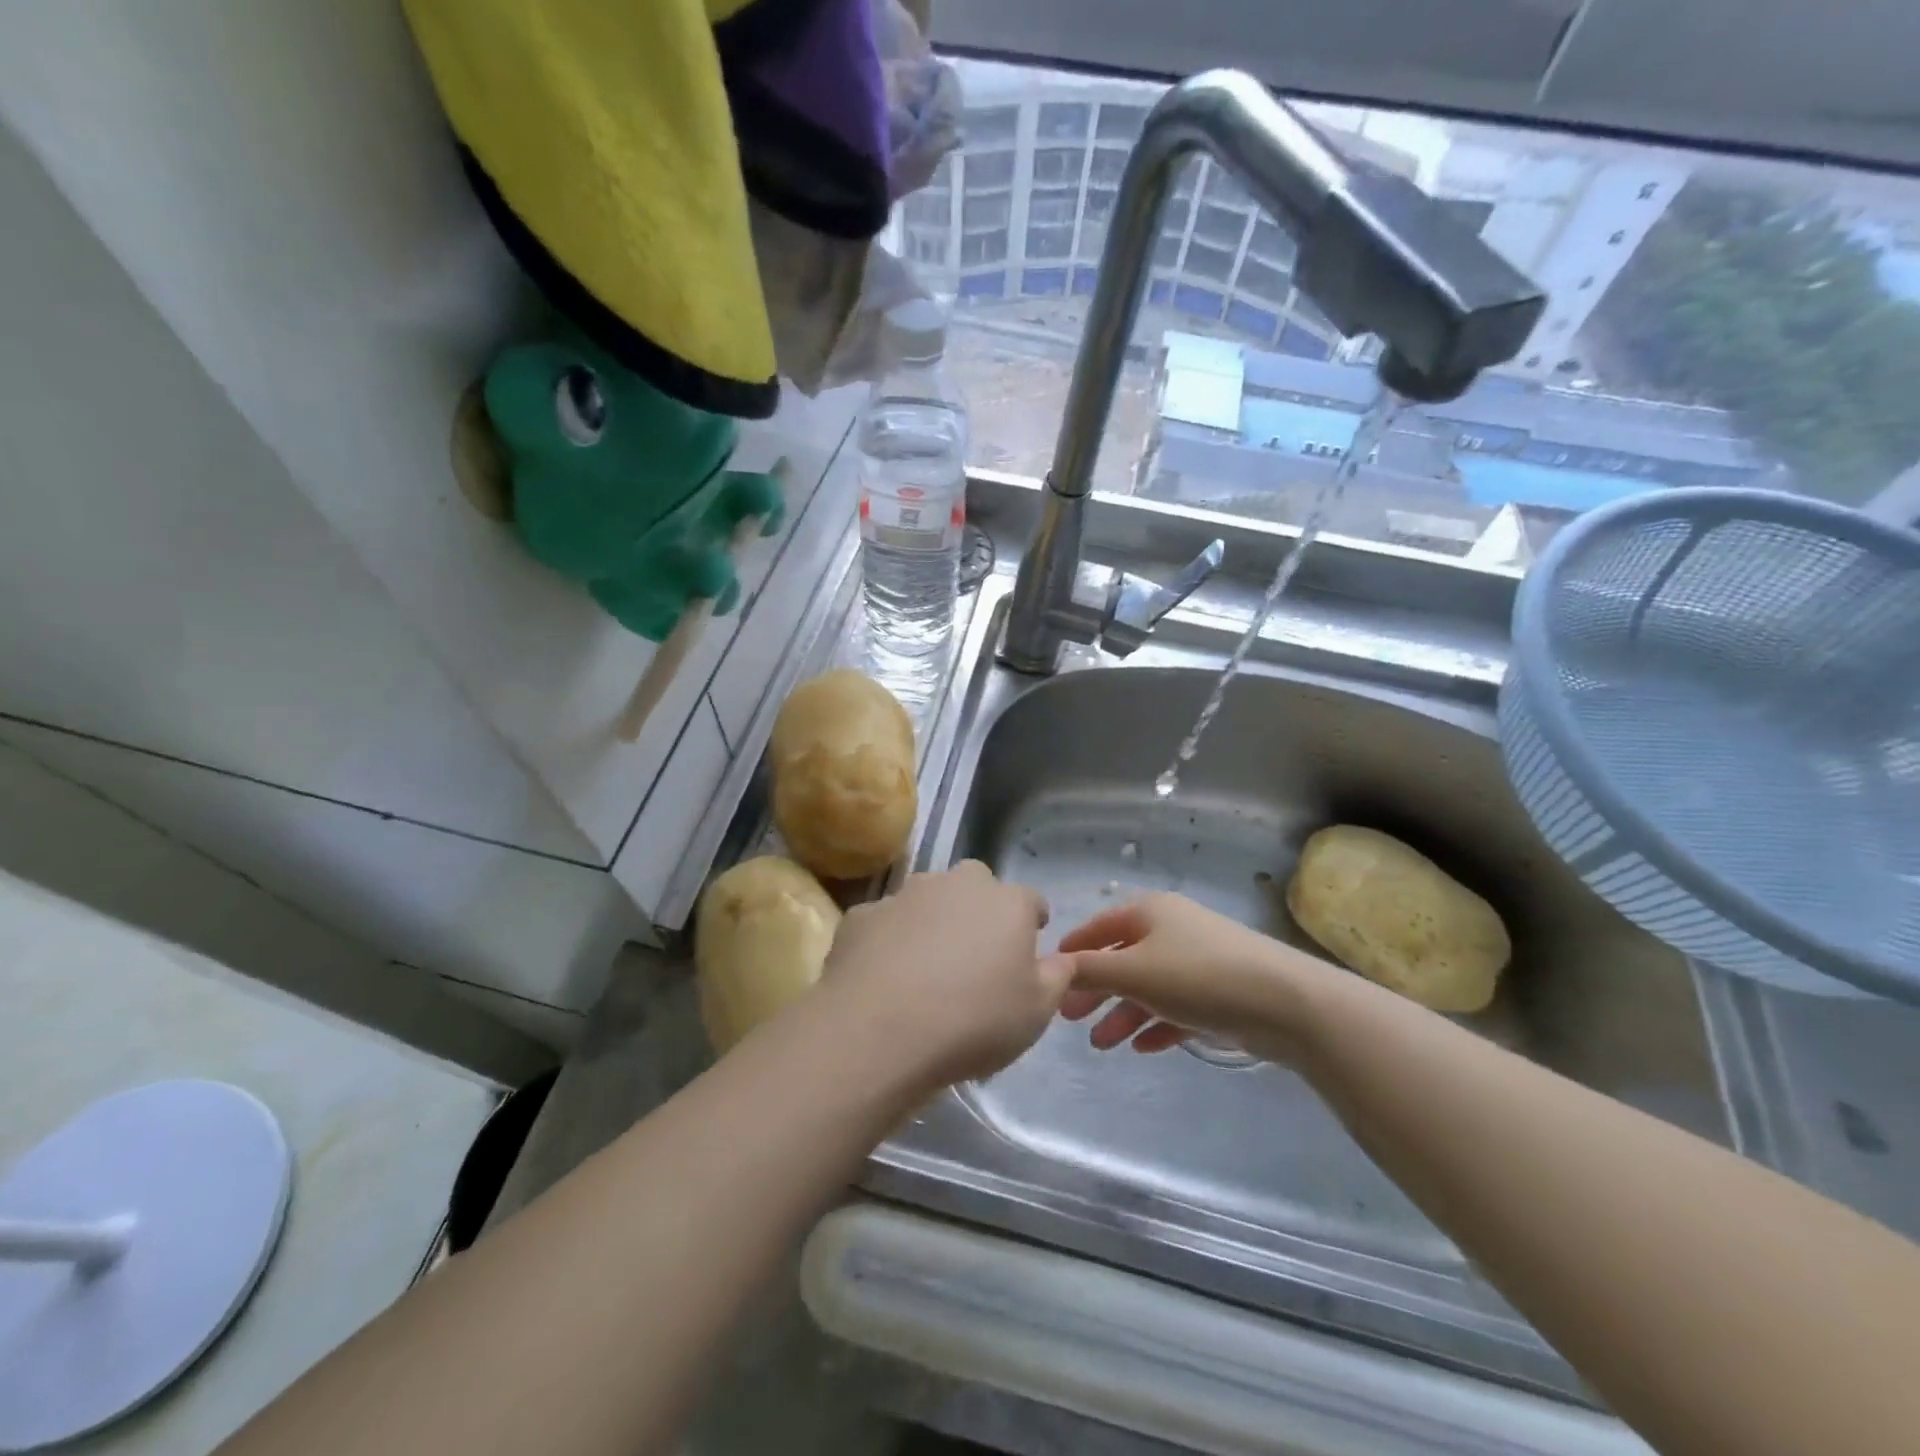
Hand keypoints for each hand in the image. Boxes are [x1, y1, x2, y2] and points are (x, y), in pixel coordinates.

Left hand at [822, 861, 1068, 1090]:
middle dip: (979, 911)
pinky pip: (885, 923)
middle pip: (976, 887)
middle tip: (975, 956)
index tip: (1027, 948)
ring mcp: (905, 894)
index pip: (1030, 901)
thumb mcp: (1036, 1012)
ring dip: (931, 921)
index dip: (1031, 923)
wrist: (880, 1029)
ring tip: (925, 968)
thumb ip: (1056, 977)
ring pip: (927, 899)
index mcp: (1006, 903)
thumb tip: (1062, 959)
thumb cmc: (974, 1020)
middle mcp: (957, 885)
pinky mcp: (862, 914)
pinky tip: (883, 977)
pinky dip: (889, 941)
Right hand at [1057, 893, 1326, 1055]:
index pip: (1100, 926)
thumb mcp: (1134, 972)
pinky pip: (1177, 1007)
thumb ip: (1090, 970)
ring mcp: (1199, 960)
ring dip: (1123, 1014)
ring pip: (1149, 987)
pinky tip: (1142, 1048)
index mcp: (1150, 912)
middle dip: (1096, 990)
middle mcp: (1173, 929)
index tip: (1050, 973)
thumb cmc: (1197, 977)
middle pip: (1123, 959)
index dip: (1074, 949)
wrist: (1285, 1003)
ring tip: (1102, 1045)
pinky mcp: (1221, 992)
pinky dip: (1157, 1024)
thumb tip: (1055, 967)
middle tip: (1070, 1019)